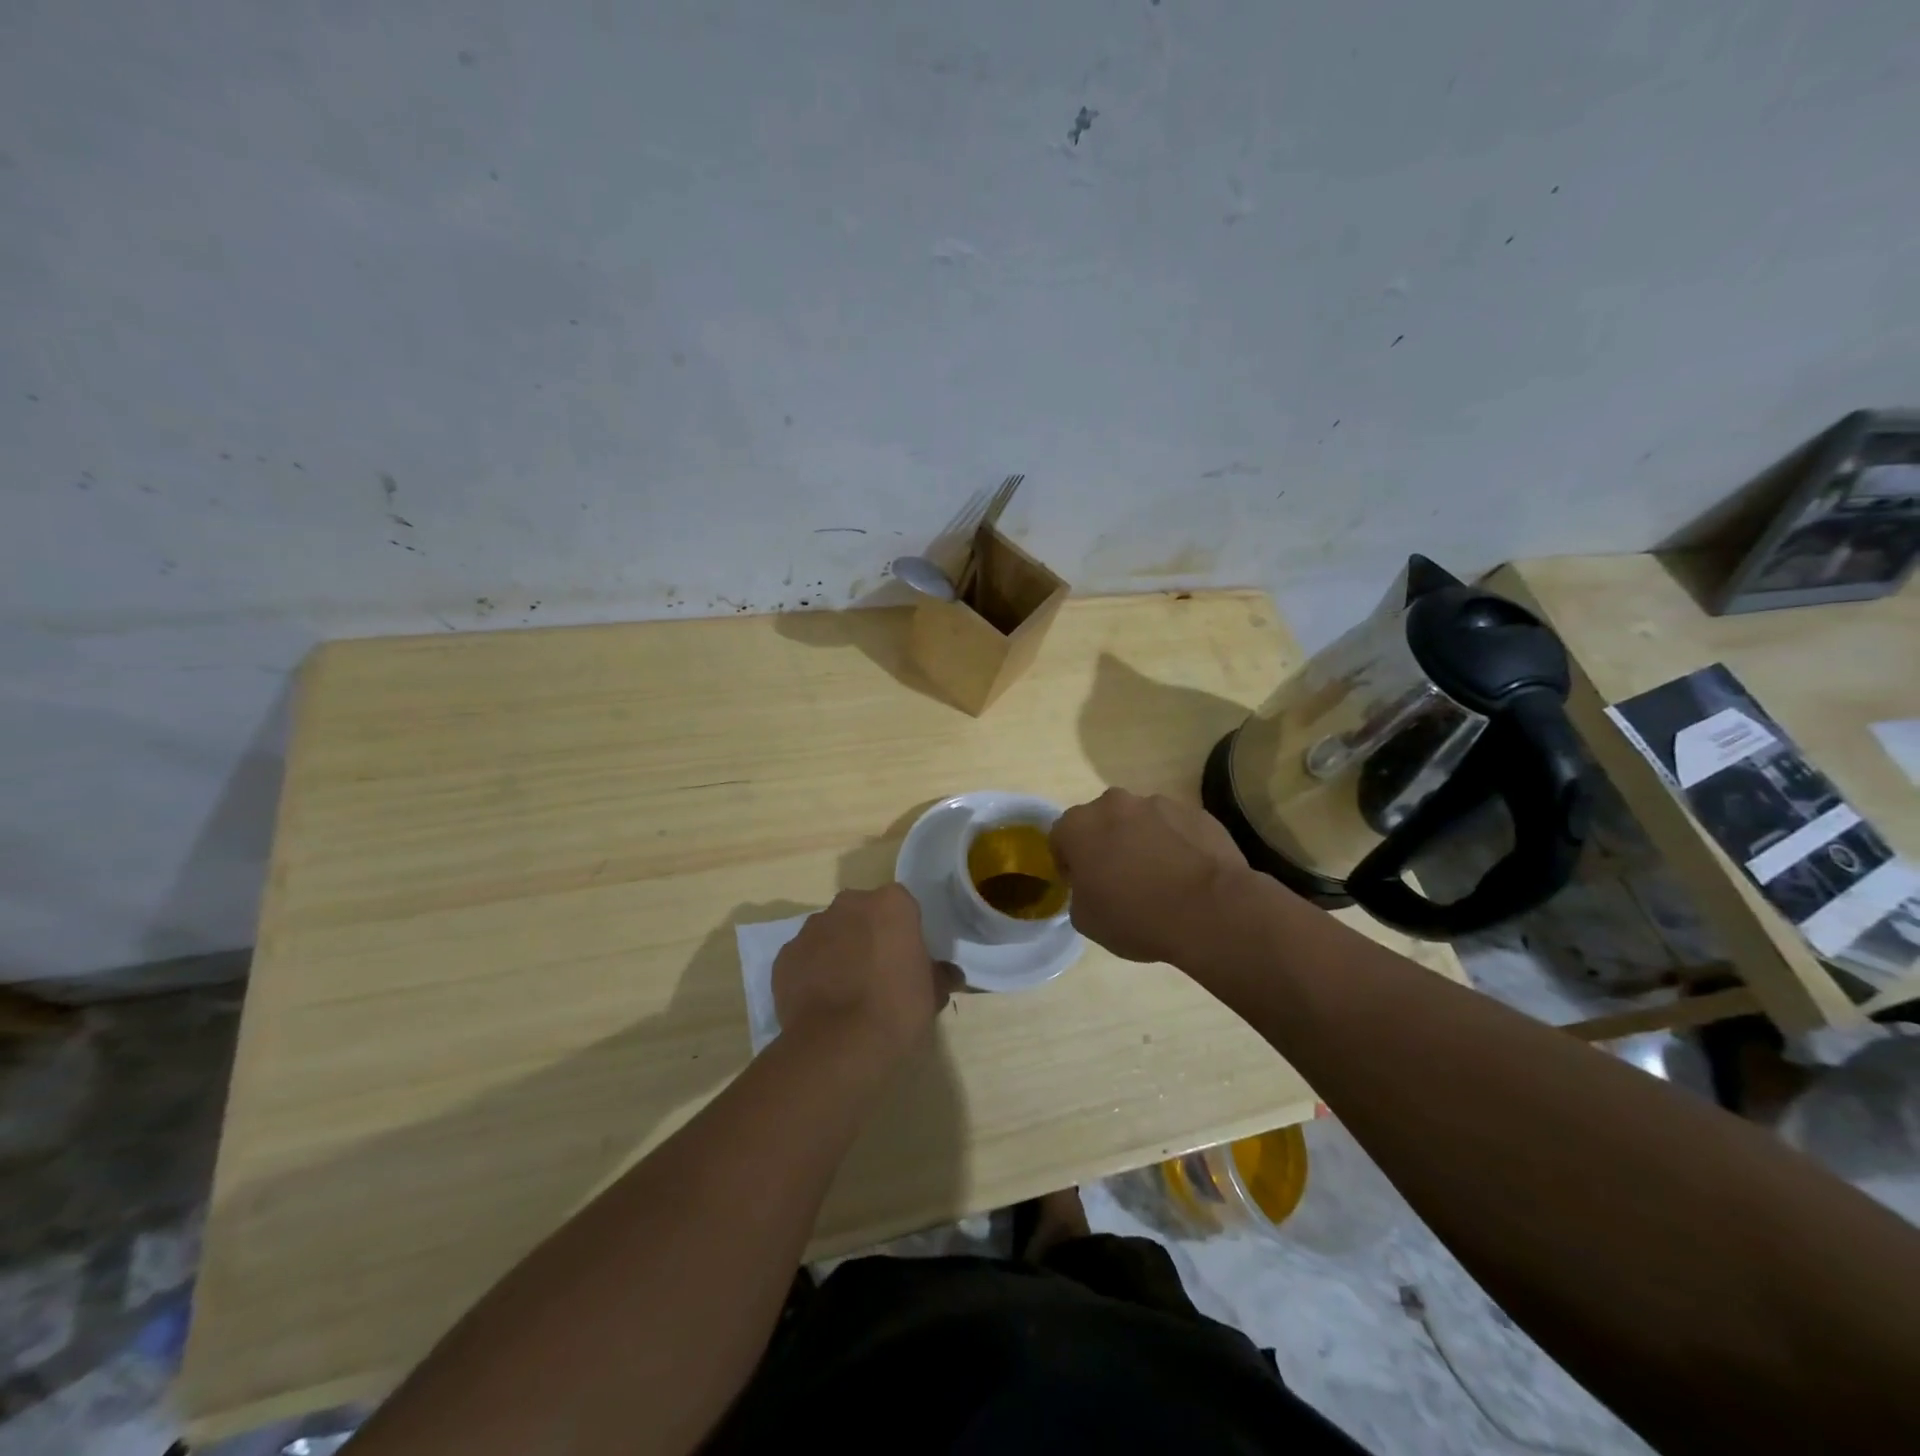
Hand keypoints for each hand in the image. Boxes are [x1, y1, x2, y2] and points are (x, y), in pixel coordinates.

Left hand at [772, 884, 958, 1064]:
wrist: (839, 1045)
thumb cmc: (897, 1010)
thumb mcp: (931, 994)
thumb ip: (938, 975)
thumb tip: (948, 974)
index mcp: (891, 903)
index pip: (901, 907)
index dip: (904, 933)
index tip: (907, 960)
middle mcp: (848, 904)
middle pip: (862, 913)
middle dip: (868, 935)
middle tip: (877, 974)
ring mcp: (811, 928)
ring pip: (830, 933)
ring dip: (837, 951)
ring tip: (845, 992)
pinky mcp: (785, 956)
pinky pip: (804, 958)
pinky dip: (811, 973)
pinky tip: (821, 1003)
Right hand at [1051, 789, 1249, 963]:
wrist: (1209, 911)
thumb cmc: (1136, 917)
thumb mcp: (1086, 920)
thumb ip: (1080, 893)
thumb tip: (1093, 886)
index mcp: (1079, 825)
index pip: (1060, 836)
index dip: (1068, 862)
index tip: (1082, 884)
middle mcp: (1114, 803)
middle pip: (1101, 821)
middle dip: (1105, 843)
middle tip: (1118, 879)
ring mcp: (1158, 803)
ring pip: (1140, 821)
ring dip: (1141, 841)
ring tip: (1159, 878)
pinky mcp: (1195, 812)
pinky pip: (1175, 827)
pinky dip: (1175, 844)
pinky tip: (1187, 875)